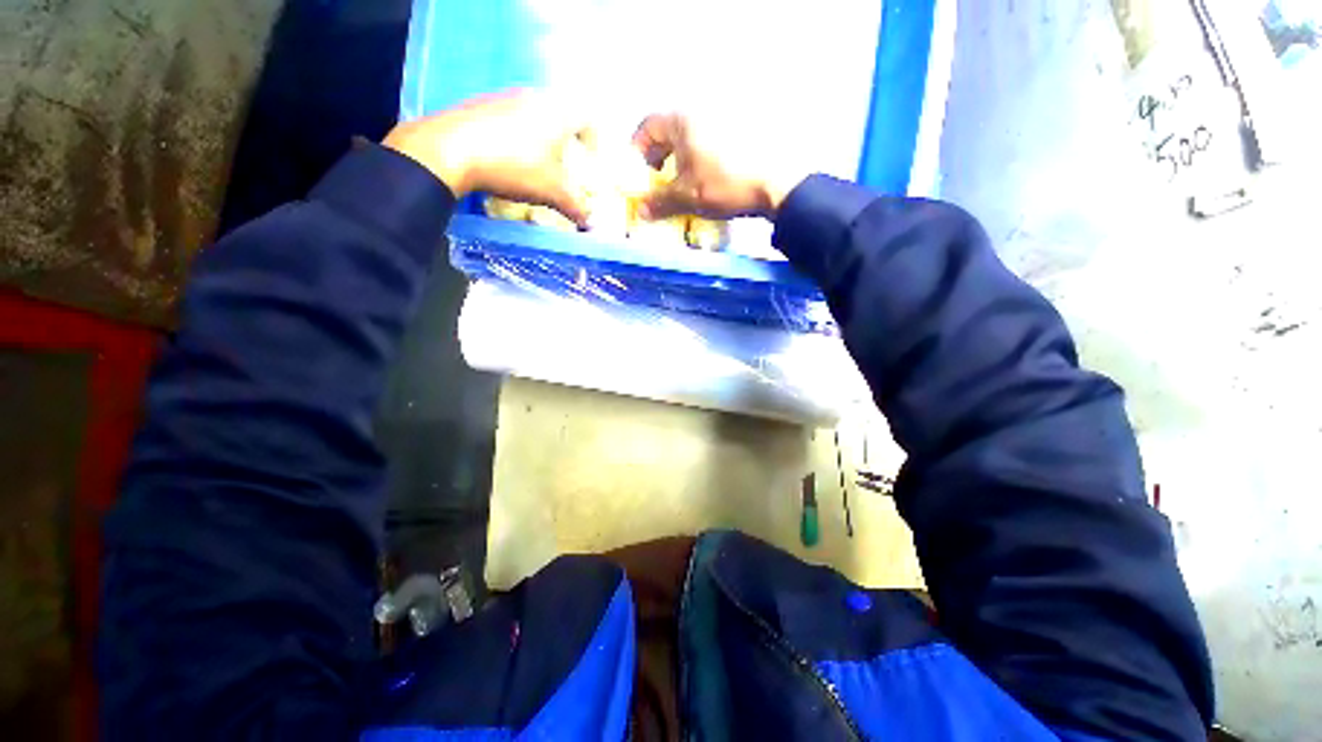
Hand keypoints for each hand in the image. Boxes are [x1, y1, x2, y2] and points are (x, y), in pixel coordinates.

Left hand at [383, 90, 590, 226]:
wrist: (450, 149)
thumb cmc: (514, 166)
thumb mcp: (551, 192)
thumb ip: (575, 207)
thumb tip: (590, 225)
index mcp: (557, 113)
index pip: (587, 117)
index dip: (593, 139)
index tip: (590, 158)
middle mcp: (534, 97)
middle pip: (560, 113)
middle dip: (566, 140)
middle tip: (565, 164)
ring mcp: (504, 97)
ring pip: (534, 114)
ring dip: (540, 137)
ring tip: (536, 163)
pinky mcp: (481, 104)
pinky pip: (509, 117)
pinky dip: (516, 136)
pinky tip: (507, 157)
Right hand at [631, 114, 801, 221]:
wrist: (778, 183)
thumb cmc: (725, 184)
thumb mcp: (687, 197)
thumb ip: (659, 202)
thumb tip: (640, 212)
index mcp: (682, 120)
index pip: (647, 127)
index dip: (637, 151)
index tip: (638, 173)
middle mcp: (701, 112)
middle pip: (669, 130)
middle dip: (659, 155)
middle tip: (658, 178)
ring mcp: (724, 119)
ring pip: (691, 137)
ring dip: (680, 158)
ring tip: (683, 182)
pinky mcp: (741, 132)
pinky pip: (710, 142)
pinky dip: (701, 158)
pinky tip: (708, 179)